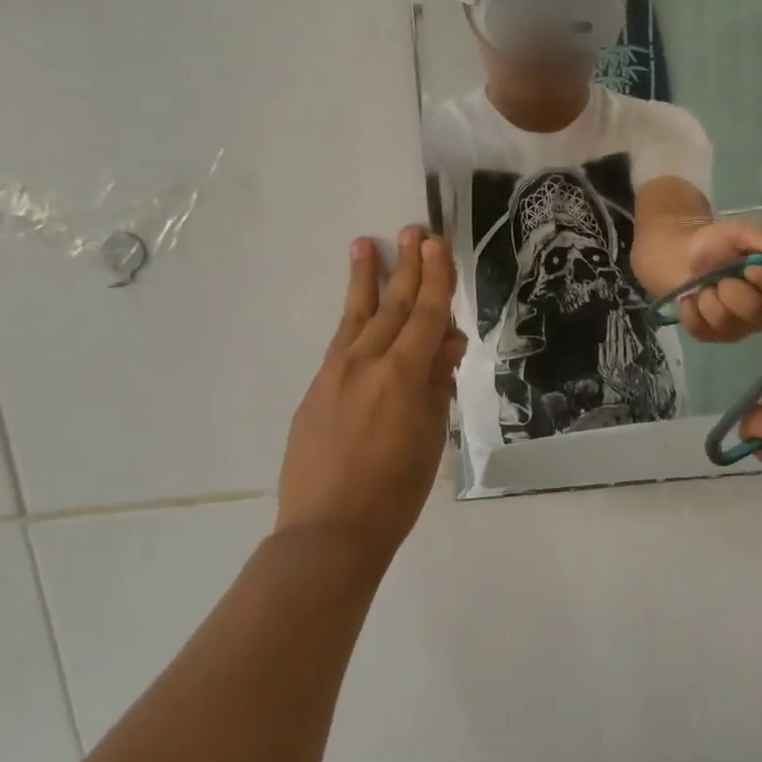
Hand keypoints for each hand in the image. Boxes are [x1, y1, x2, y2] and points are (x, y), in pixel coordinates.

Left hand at [275, 227, 466, 569]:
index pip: (426, 314)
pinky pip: (339, 344)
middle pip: (392, 305)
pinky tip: (356, 308)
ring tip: (365, 244)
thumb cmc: (396, 490)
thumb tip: (446, 342)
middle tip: (411, 230)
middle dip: (406, 266)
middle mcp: (366, 363)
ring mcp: (335, 374)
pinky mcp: (315, 390)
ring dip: (366, 279)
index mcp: (402, 374)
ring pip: (357, 316)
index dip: (435, 277)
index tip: (437, 244)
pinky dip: (352, 319)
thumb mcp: (431, 435)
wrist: (329, 531)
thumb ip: (437, 382)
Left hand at [674, 221, 761, 343]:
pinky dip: (691, 310)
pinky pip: (704, 331)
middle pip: (757, 310)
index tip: (750, 268)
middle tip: (721, 274)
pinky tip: (693, 298)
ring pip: (728, 322)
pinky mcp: (719, 337)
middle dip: (731, 288)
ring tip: (706, 284)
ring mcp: (746, 327)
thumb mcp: (740, 233)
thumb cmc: (718, 243)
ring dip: (708, 298)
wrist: (682, 257)